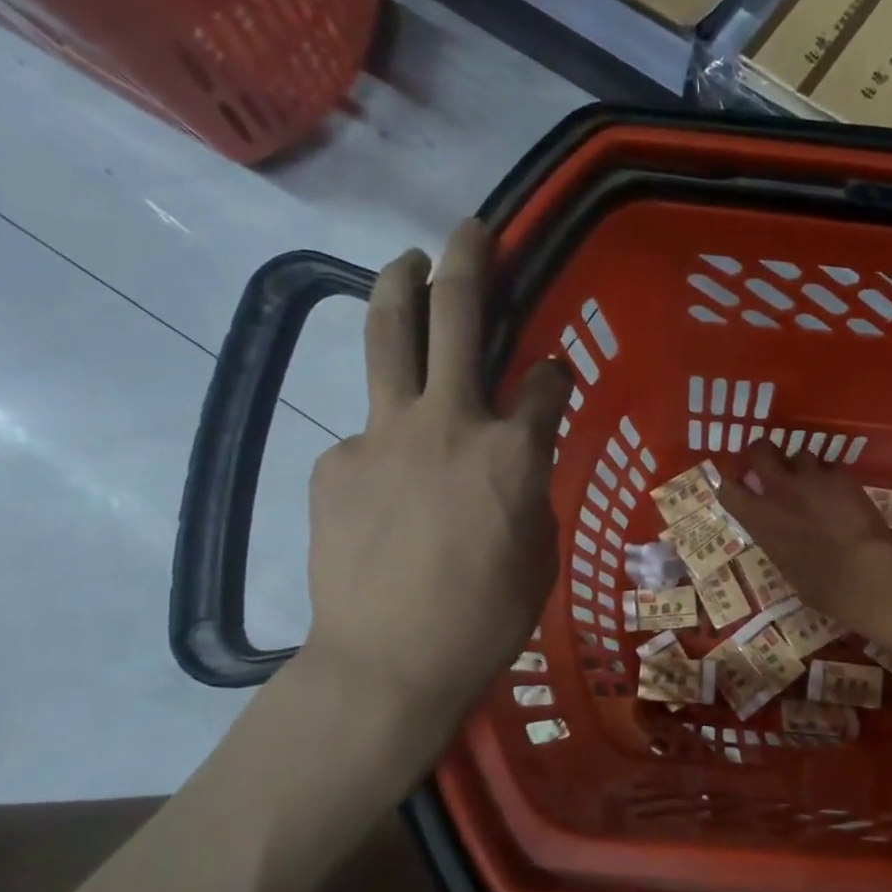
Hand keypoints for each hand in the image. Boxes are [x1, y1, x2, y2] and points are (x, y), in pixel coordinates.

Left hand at [304, 219, 570, 707]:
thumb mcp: (538, 550)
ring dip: (400, 286)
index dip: (556, 372)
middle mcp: (450, 423)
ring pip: (389, 336)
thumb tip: (515, 455)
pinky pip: (368, 437)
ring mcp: (383, 434)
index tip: (555, 373)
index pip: (546, 382)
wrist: (389, 662)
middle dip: (467, 261)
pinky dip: (387, 445)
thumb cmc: (487, 618)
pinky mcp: (335, 460)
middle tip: (471, 230)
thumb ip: (530, 486)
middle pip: (455, 317)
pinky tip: (389, 491)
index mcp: (514, 452)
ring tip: (406, 261)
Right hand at [717, 441, 891, 627]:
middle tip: (771, 465)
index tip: (737, 485)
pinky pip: (832, 467)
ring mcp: (812, 478)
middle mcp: (779, 489)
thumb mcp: (785, 565)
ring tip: (813, 483)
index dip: (731, 483)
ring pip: (800, 454)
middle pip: (761, 450)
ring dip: (803, 467)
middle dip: (764, 453)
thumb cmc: (820, 586)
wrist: (863, 573)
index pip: (728, 488)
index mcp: (758, 517)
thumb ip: (777, 540)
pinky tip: (842, 493)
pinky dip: (833, 478)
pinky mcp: (842, 476)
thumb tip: (783, 538)